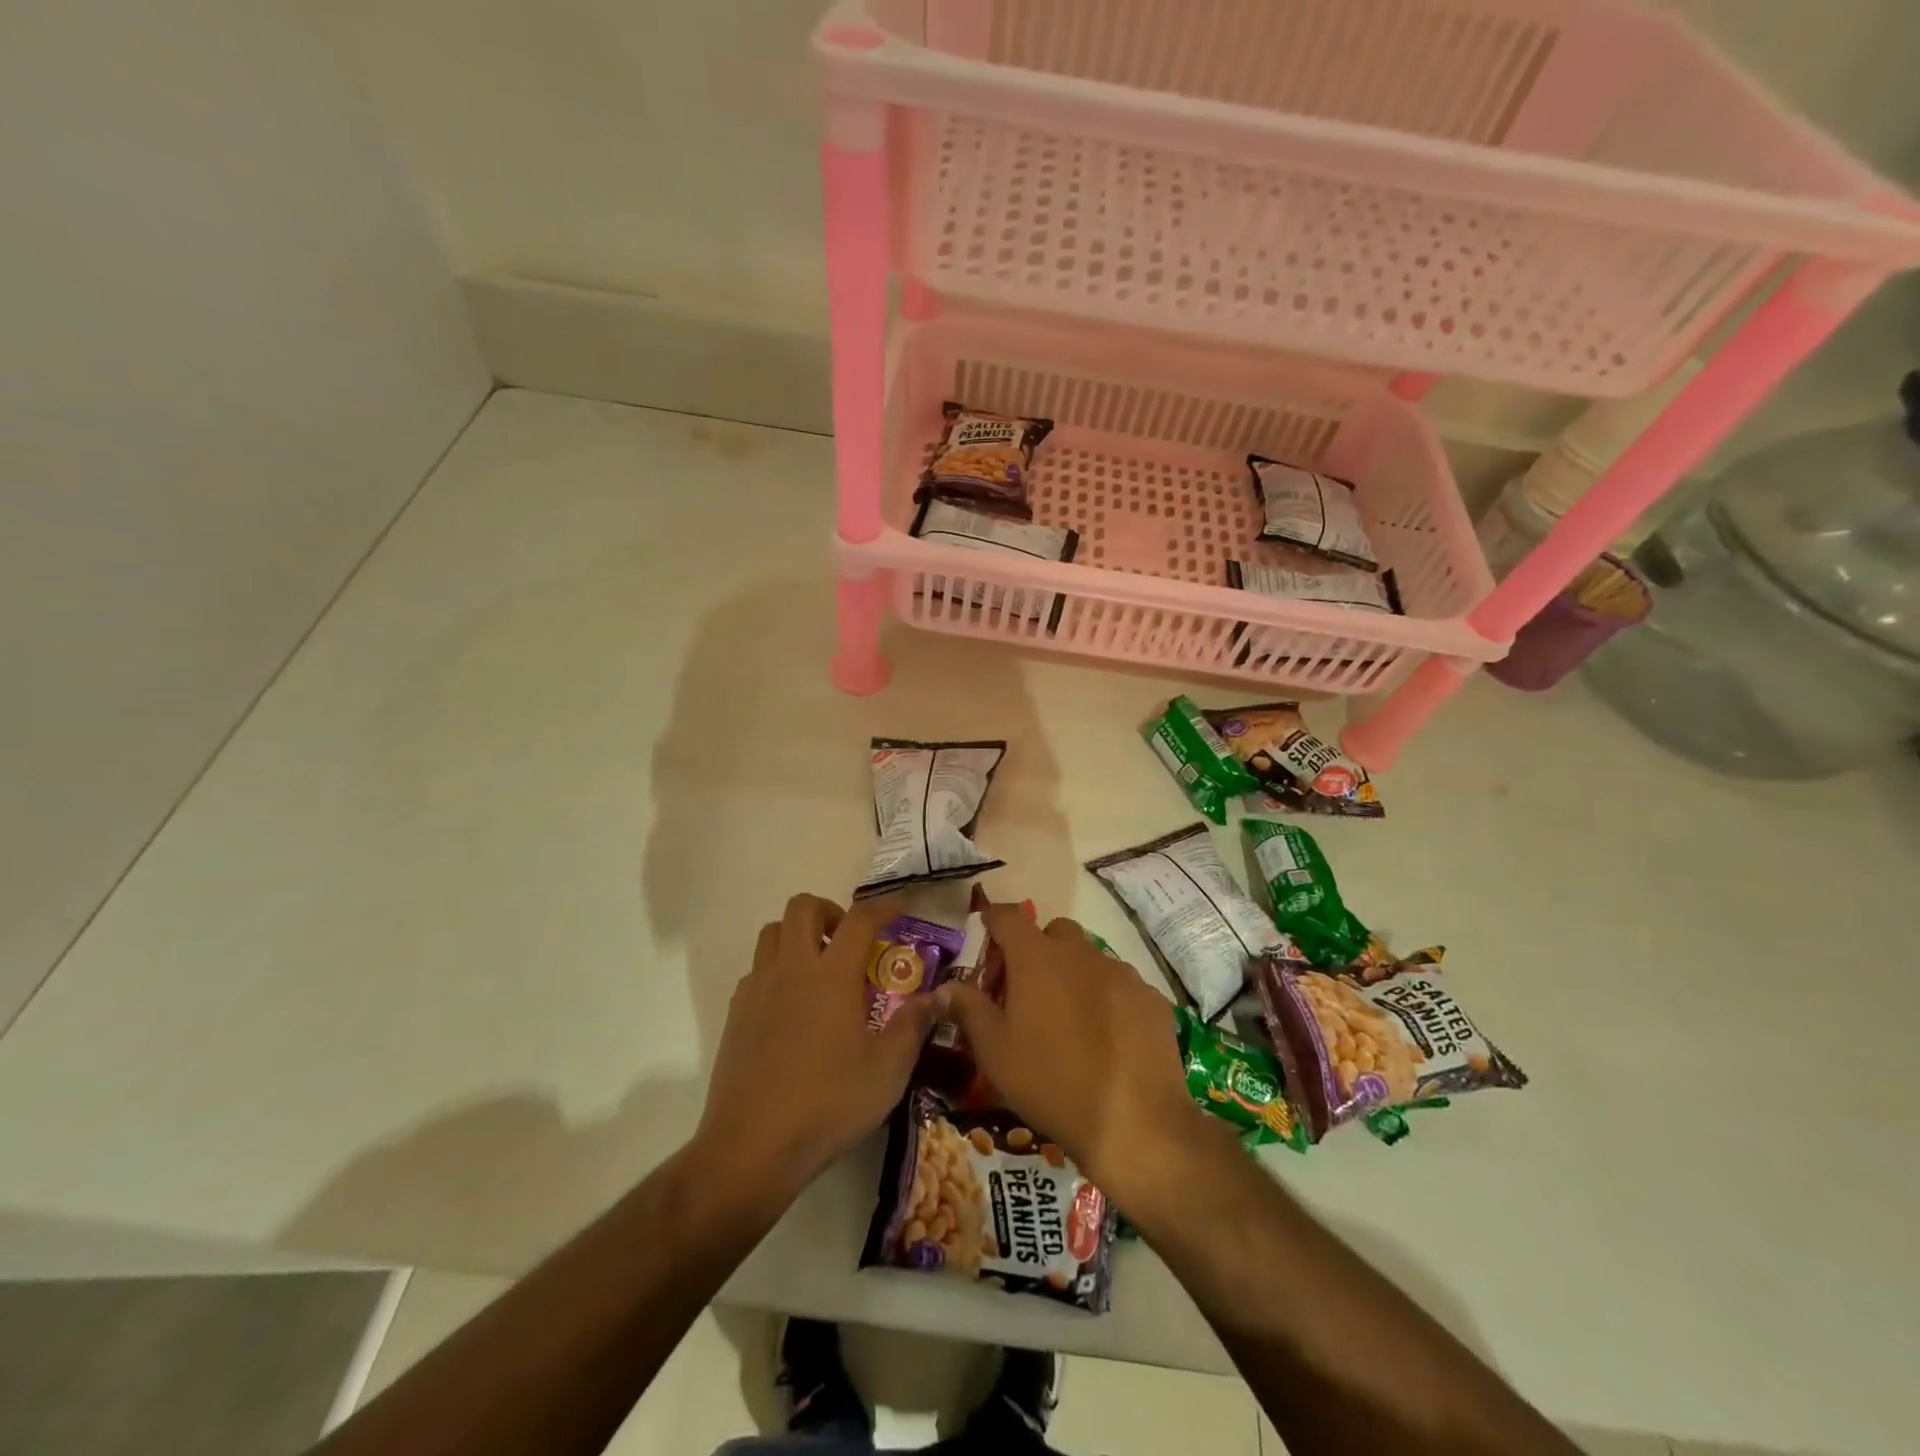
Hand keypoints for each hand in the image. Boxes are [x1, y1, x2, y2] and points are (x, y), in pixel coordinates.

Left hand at [693, 893, 939, 1207]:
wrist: (752, 1147)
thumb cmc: (828, 1104)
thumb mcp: (887, 1071)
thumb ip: (914, 1026)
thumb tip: (938, 996)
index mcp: (831, 976)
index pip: (860, 918)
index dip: (884, 905)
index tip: (901, 907)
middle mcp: (792, 969)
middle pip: (803, 907)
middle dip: (831, 911)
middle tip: (850, 941)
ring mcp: (758, 989)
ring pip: (772, 932)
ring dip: (798, 935)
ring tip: (820, 967)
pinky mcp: (736, 1014)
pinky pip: (757, 969)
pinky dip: (777, 969)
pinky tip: (793, 1006)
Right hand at [940, 906, 1201, 1201]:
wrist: (1135, 1123)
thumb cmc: (1051, 1082)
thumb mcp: (995, 1051)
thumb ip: (968, 1009)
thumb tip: (944, 986)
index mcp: (1037, 958)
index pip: (1008, 916)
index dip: (993, 920)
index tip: (985, 935)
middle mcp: (1081, 953)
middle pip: (1054, 932)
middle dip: (1037, 951)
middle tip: (1026, 992)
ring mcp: (1121, 973)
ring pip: (1089, 959)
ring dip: (1073, 976)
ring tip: (1069, 1022)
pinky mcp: (1151, 998)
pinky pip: (1120, 986)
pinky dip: (1107, 1000)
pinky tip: (1107, 1041)